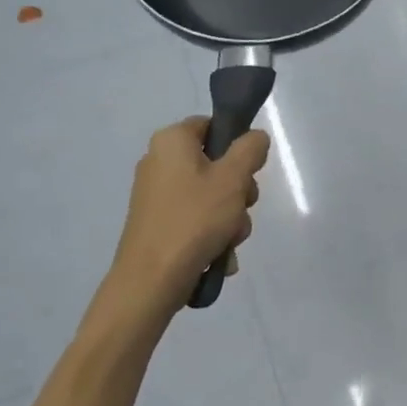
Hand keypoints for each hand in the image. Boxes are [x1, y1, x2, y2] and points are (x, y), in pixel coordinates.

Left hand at [103, 118, 268, 320]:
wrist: (151, 279)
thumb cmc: (194, 219)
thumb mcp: (233, 178)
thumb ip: (251, 149)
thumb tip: (255, 138)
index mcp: (171, 141)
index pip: (213, 125)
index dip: (237, 145)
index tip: (250, 171)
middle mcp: (159, 162)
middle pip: (217, 164)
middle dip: (239, 191)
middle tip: (242, 208)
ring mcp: (157, 195)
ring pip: (212, 196)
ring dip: (231, 218)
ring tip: (230, 239)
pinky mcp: (158, 223)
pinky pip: (197, 219)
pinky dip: (212, 234)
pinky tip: (219, 255)